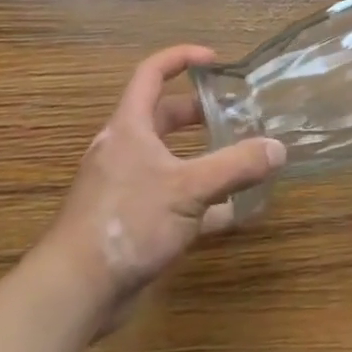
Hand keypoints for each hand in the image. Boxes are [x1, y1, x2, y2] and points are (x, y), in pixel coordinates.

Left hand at [36, 45, 285, 331]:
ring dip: (205, 157)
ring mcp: (128, 188)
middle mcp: (126, 152)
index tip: (215, 61)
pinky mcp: (134, 222)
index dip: (181, 59)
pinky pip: (174, 199)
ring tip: (242, 158)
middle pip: (164, 117)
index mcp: (130, 129)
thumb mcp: (189, 188)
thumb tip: (278, 148)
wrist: (74, 292)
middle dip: (201, 112)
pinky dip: (204, 201)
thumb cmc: (127, 222)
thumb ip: (236, 165)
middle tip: (237, 112)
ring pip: (172, 160)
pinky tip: (233, 212)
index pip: (150, 75)